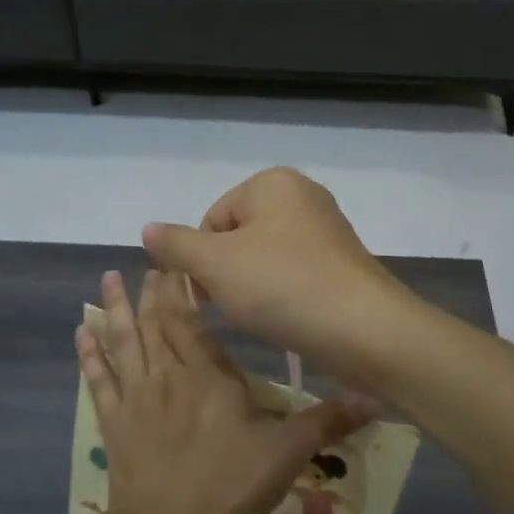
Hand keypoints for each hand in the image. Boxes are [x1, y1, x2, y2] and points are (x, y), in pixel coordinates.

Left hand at [75, 269, 373, 513]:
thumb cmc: (229, 484)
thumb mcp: (287, 453)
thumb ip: (327, 421)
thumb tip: (377, 397)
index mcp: (207, 372)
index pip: (190, 318)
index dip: (181, 288)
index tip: (176, 261)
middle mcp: (168, 373)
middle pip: (155, 321)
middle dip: (151, 289)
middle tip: (147, 262)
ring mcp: (136, 396)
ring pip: (124, 340)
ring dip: (115, 308)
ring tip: (106, 278)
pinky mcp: (114, 421)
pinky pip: (98, 379)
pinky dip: (89, 354)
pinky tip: (81, 331)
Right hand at [140, 167, 417, 386]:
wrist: (366, 330)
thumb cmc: (283, 286)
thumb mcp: (216, 264)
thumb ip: (176, 244)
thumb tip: (148, 229)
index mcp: (273, 182)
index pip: (212, 219)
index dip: (203, 259)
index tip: (213, 292)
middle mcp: (303, 196)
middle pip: (238, 237)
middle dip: (228, 274)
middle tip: (238, 307)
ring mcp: (327, 230)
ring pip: (265, 259)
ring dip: (254, 289)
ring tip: (265, 316)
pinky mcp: (342, 264)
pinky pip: (294, 274)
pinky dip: (283, 296)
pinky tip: (288, 319)